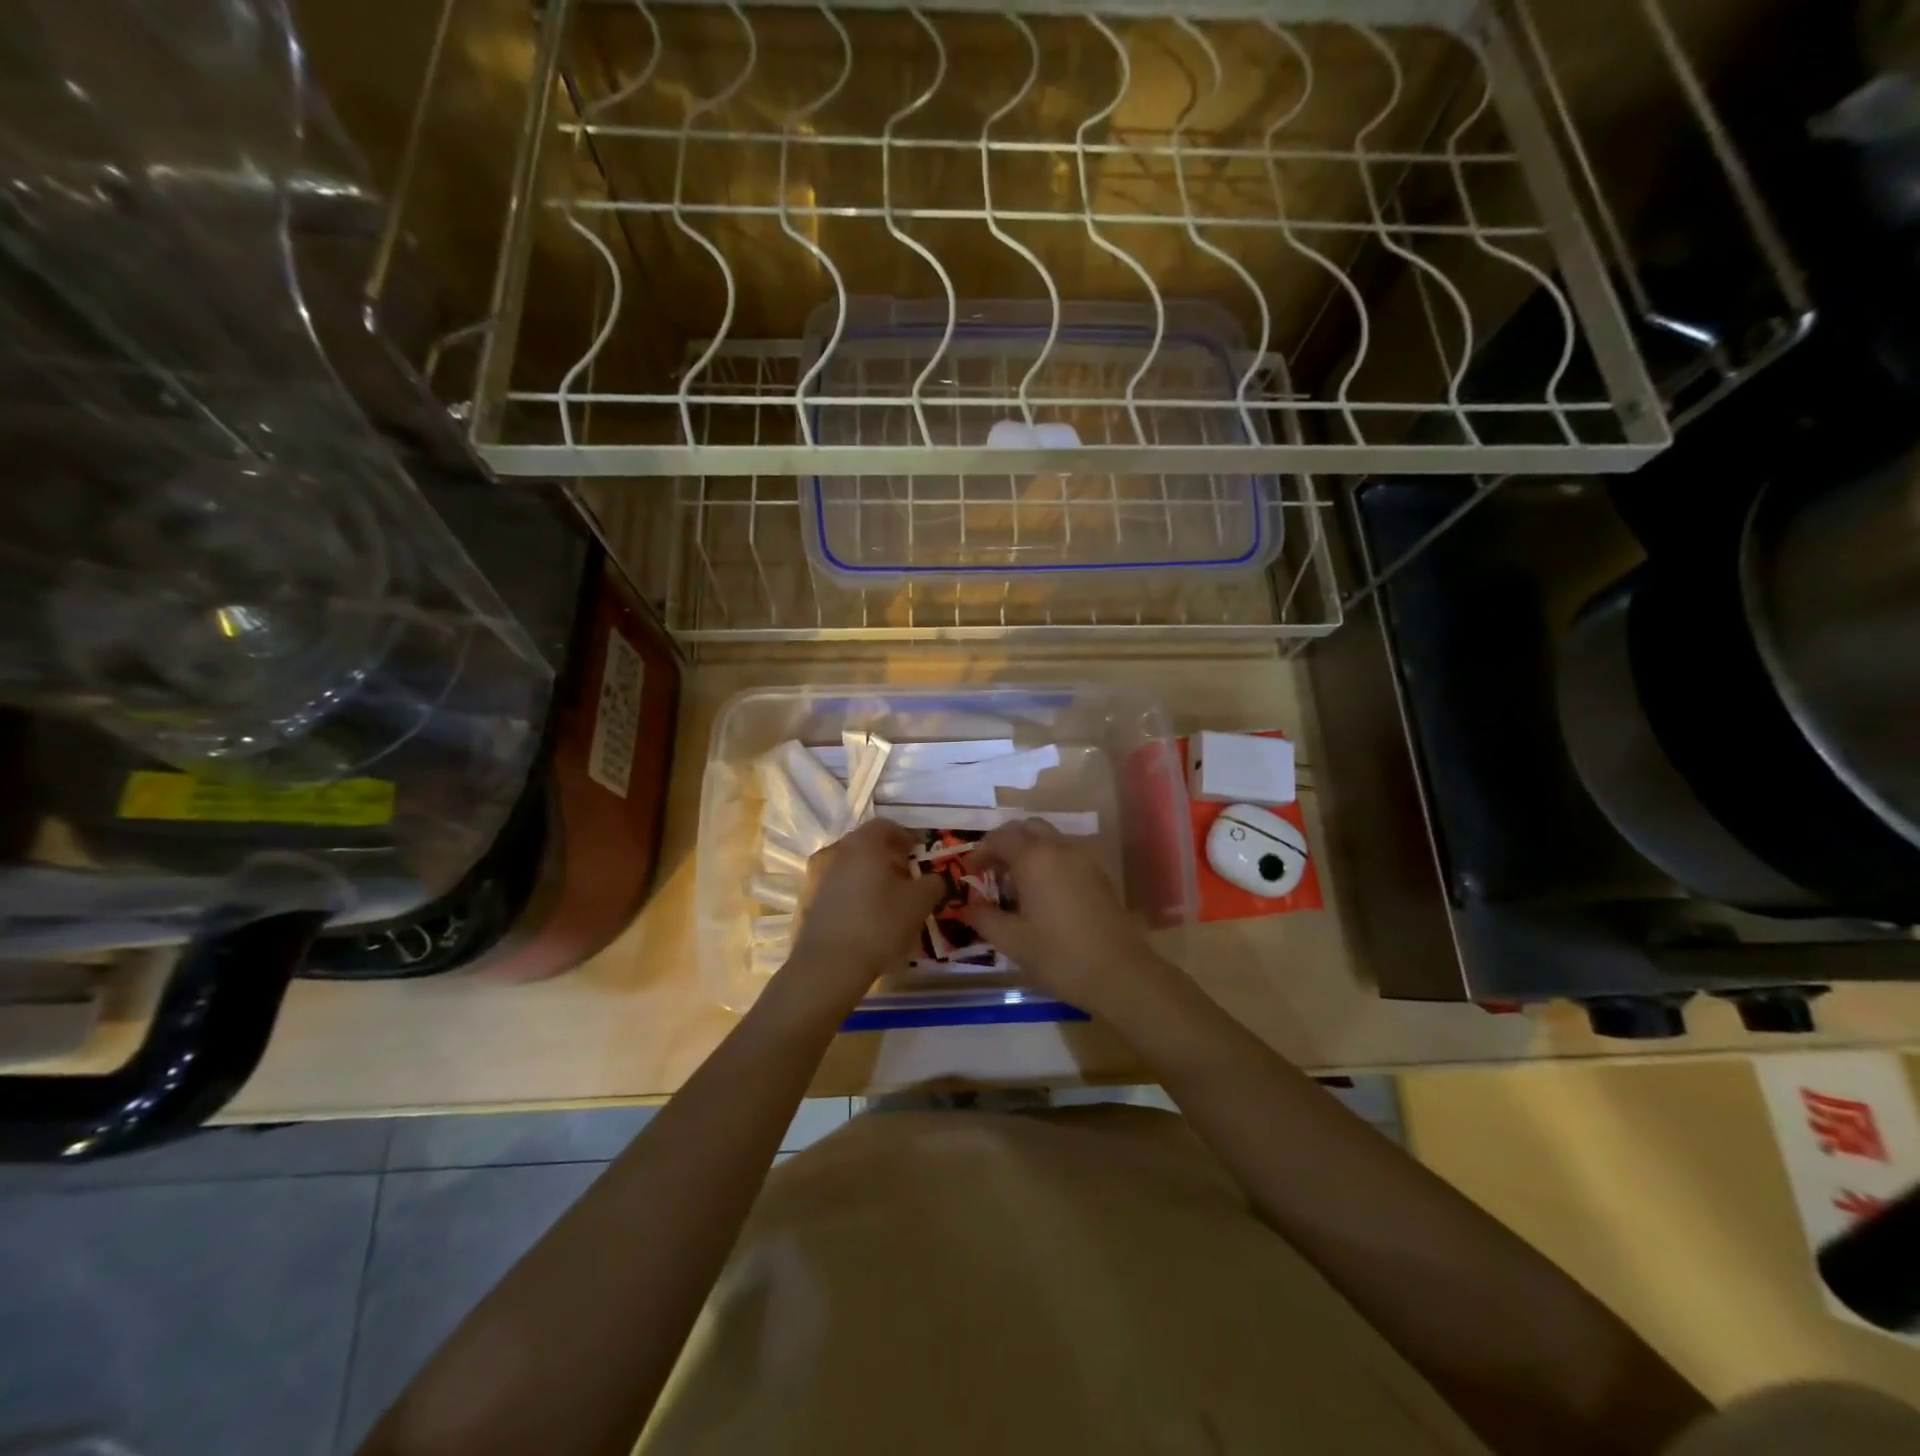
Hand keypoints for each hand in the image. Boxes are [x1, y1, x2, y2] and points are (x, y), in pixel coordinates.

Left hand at [778, 819, 944, 1014]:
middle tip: (908, 880)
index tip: (921, 856)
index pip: (887, 826)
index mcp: (863, 843)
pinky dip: (853, 895)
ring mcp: (816, 876)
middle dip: (889, 858)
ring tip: (888, 902)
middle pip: (866, 845)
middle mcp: (835, 852)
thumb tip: (936, 879)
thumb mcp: (920, 902)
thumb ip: (934, 883)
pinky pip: (837, 888)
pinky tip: (865, 918)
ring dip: (870, 877)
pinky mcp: (806, 902)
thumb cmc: (879, 924)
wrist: (827, 966)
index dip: (908, 838)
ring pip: (850, 867)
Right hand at [959, 819, 1181, 1018]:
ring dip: (1027, 850)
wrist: (1120, 973)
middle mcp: (1059, 848)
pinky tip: (1042, 893)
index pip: (1000, 837)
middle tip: (991, 871)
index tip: (969, 873)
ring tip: (1015, 883)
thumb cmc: (1059, 956)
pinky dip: (1047, 860)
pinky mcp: (1098, 874)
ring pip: (1049, 838)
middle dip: (1005, 843)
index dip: (980, 852)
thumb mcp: (1012, 941)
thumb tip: (967, 906)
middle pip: (1026, 828)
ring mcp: (1083, 859)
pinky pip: (1065, 853)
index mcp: (1034, 858)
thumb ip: (983, 918)